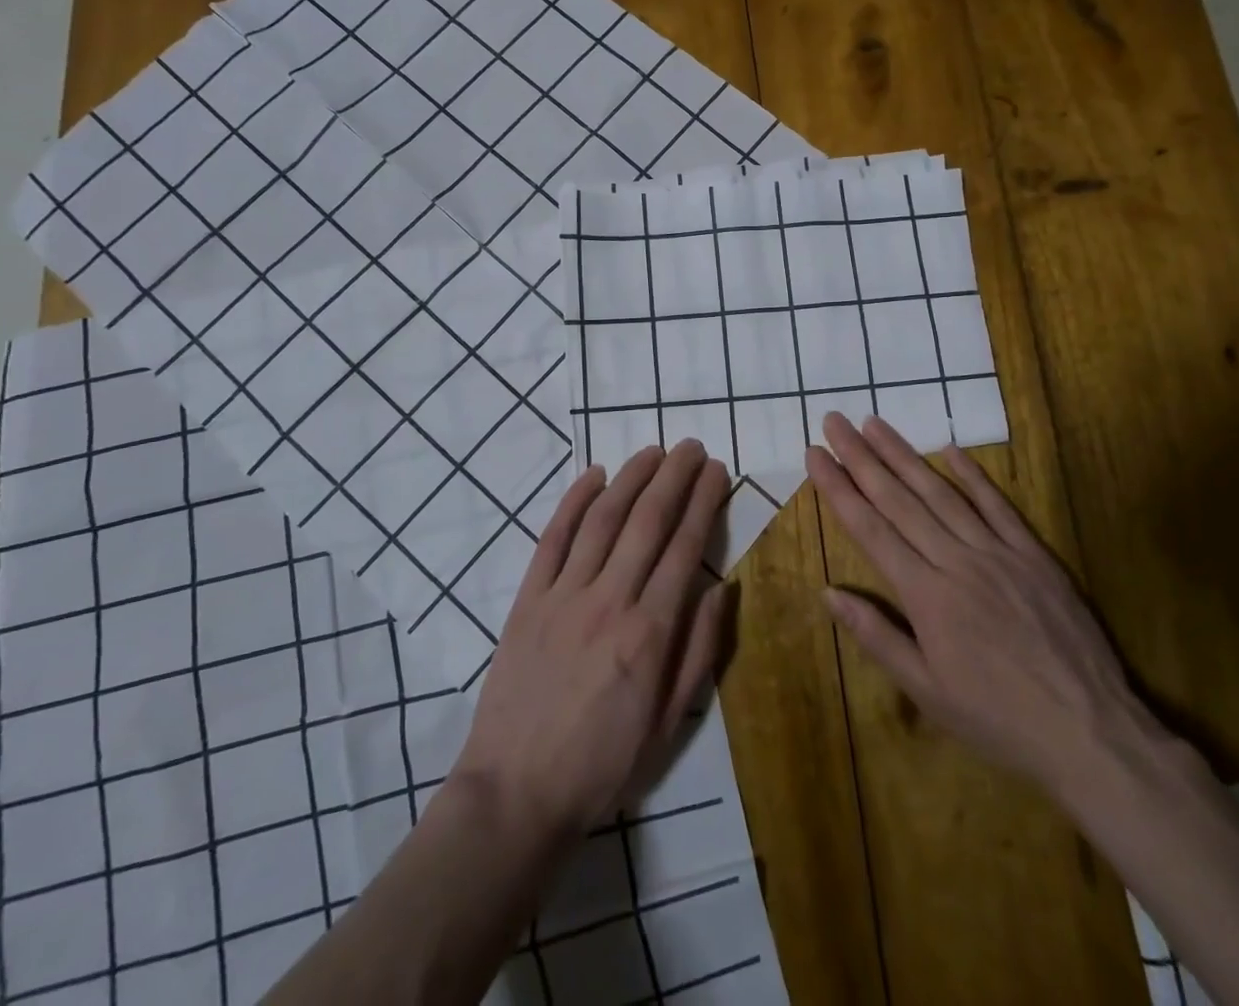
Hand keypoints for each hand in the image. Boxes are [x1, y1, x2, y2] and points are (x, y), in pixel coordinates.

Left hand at [451, 439, 734, 842]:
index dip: (703, 502)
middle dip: (674, 476)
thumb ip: (699, 650)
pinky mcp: (529, 599)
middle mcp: (610, 600)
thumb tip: (722, 587)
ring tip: (653, 450)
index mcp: (650, 632)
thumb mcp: (670, 723)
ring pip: (603, 519)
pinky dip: (574, 502)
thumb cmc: (604, 764)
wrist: (516, 792)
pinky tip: (593, 475)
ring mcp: (564, 595)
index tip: (717, 471)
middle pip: (647, 521)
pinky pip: (553, 539)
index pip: (684, 547)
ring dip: (631, 478)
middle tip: (692, 446)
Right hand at [807, 413, 1165, 801]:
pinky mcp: (1033, 554)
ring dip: (904, 455)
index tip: (814, 454)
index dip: (838, 488)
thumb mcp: (927, 692)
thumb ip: (877, 636)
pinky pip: (997, 505)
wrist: (1089, 732)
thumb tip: (829, 592)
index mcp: (925, 595)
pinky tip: (949, 447)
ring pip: (940, 493)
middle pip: (898, 499)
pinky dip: (972, 475)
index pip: (870, 528)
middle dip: (861, 457)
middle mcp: (956, 561)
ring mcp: (997, 552)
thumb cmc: (997, 718)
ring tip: (874, 423)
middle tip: (835, 422)